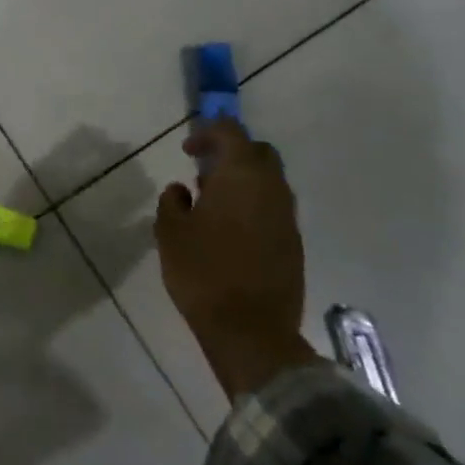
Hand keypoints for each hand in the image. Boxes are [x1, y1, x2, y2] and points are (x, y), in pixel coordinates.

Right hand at [155, 120, 320, 400]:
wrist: (250, 331)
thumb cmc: (203, 272)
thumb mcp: (170, 232)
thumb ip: (172, 202)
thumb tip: (182, 190)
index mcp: (241, 177)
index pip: (231, 133)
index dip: (207, 133)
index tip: (187, 152)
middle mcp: (271, 189)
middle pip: (259, 153)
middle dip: (233, 153)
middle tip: (204, 171)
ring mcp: (287, 218)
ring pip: (270, 182)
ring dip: (244, 182)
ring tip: (212, 203)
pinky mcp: (294, 244)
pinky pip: (274, 209)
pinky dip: (254, 207)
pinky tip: (230, 230)